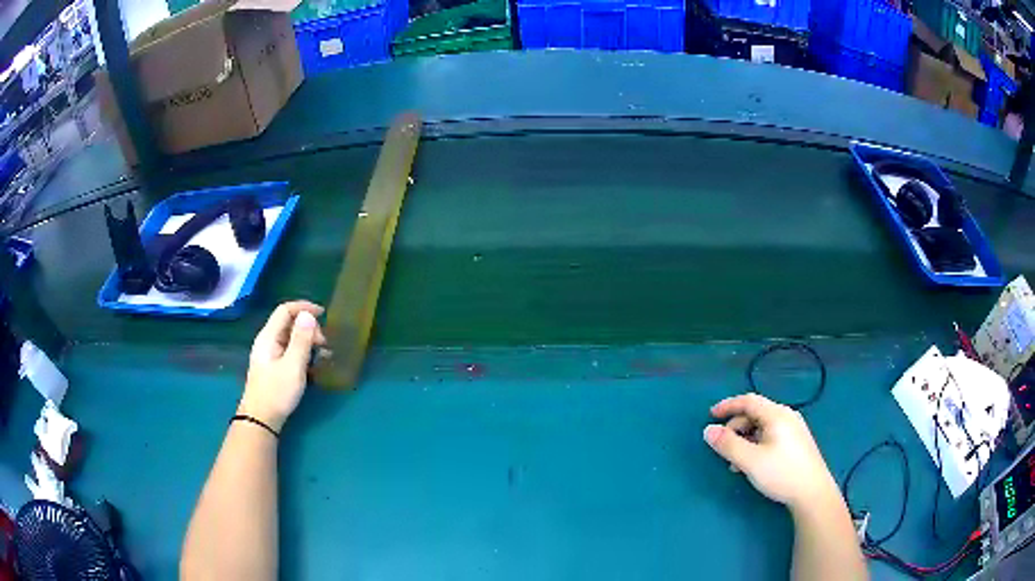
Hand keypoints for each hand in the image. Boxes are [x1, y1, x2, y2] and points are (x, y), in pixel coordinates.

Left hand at [239, 301, 326, 431]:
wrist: (260, 419)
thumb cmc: (276, 392)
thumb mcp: (293, 366)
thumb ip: (301, 340)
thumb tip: (309, 315)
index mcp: (269, 337)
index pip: (285, 310)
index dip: (304, 307)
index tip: (324, 314)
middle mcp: (268, 341)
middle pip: (289, 323)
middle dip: (309, 327)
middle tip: (324, 345)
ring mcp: (270, 354)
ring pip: (290, 337)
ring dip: (307, 340)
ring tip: (322, 355)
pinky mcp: (274, 366)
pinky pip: (290, 350)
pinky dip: (303, 351)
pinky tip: (313, 364)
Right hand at [703, 394, 838, 510]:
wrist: (813, 493)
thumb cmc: (781, 473)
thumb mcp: (750, 461)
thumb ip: (728, 444)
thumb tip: (708, 430)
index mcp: (776, 415)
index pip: (748, 400)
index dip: (728, 405)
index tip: (710, 415)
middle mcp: (787, 416)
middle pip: (755, 413)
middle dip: (735, 428)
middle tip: (722, 448)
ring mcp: (794, 429)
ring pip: (762, 427)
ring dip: (745, 439)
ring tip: (735, 463)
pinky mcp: (797, 443)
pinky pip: (770, 436)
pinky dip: (756, 444)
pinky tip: (752, 464)